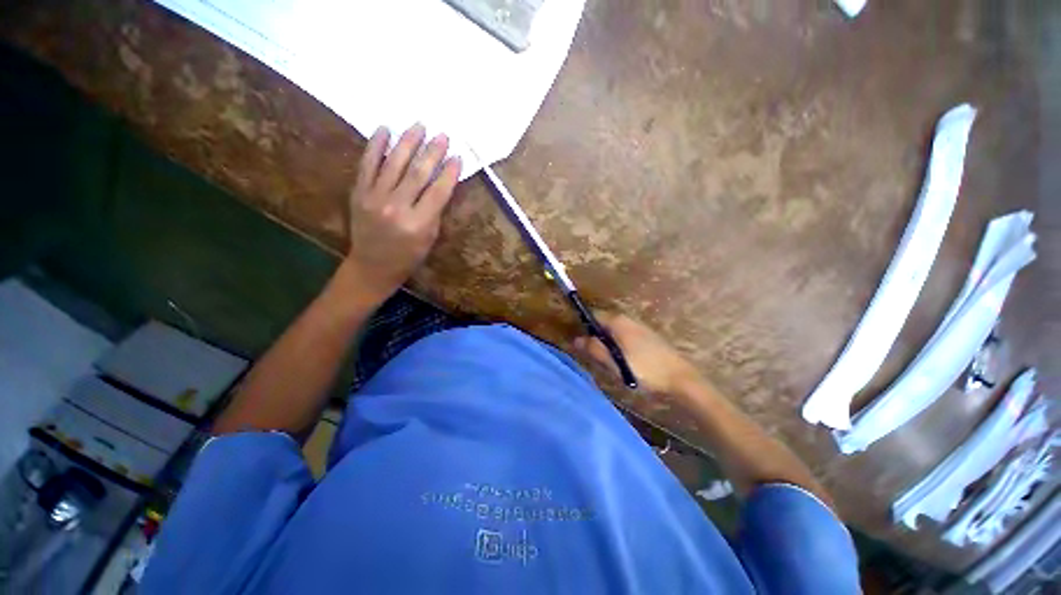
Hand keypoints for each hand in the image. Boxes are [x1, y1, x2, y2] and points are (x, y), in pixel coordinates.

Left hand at [344, 123, 461, 300]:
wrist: (372, 265)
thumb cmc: (408, 256)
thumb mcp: (430, 238)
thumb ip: (435, 210)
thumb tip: (441, 183)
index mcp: (418, 224)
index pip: (438, 192)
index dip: (449, 173)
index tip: (457, 157)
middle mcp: (396, 207)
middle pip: (418, 173)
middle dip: (432, 152)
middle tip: (442, 135)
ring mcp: (374, 198)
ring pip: (394, 163)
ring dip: (408, 142)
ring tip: (419, 125)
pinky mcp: (358, 192)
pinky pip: (368, 164)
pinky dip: (376, 145)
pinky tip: (385, 130)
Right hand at [573, 312, 699, 394]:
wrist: (680, 379)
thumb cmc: (644, 370)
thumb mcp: (614, 362)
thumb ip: (594, 349)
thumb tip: (576, 339)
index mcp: (618, 321)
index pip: (593, 315)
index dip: (584, 327)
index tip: (581, 343)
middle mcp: (628, 319)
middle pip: (603, 323)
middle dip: (596, 338)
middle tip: (596, 358)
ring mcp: (639, 327)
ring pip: (614, 331)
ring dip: (608, 344)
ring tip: (611, 363)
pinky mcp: (647, 337)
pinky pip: (625, 337)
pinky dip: (619, 346)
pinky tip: (625, 363)